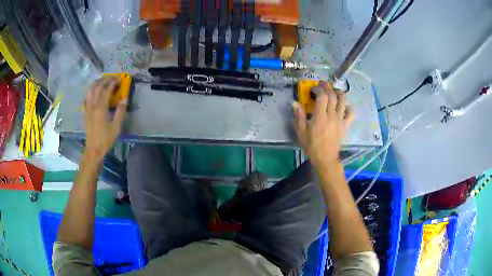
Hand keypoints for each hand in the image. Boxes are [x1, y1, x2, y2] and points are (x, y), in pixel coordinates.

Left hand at [83, 77, 126, 160]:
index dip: (112, 83)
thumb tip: (124, 98)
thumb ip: (120, 111)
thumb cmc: (106, 139)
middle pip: (97, 88)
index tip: (118, 80)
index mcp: (101, 108)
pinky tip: (91, 93)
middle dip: (104, 81)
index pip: (106, 90)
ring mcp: (87, 109)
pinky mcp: (85, 113)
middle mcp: (93, 106)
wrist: (94, 149)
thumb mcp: (116, 127)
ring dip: (95, 84)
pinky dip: (88, 93)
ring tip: (101, 81)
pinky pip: (85, 100)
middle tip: (111, 79)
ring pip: (89, 91)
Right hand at [292, 82, 354, 167]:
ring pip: (343, 102)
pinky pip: (351, 114)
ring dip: (340, 94)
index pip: (323, 96)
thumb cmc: (312, 145)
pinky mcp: (345, 125)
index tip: (314, 90)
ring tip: (336, 92)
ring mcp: (340, 120)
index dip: (319, 89)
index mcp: (320, 116)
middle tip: (324, 87)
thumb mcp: (301, 132)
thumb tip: (295, 103)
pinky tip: (346, 106)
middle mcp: (332, 115)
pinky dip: (350, 108)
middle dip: (328, 88)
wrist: (325, 158)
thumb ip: (299, 116)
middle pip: (333, 96)